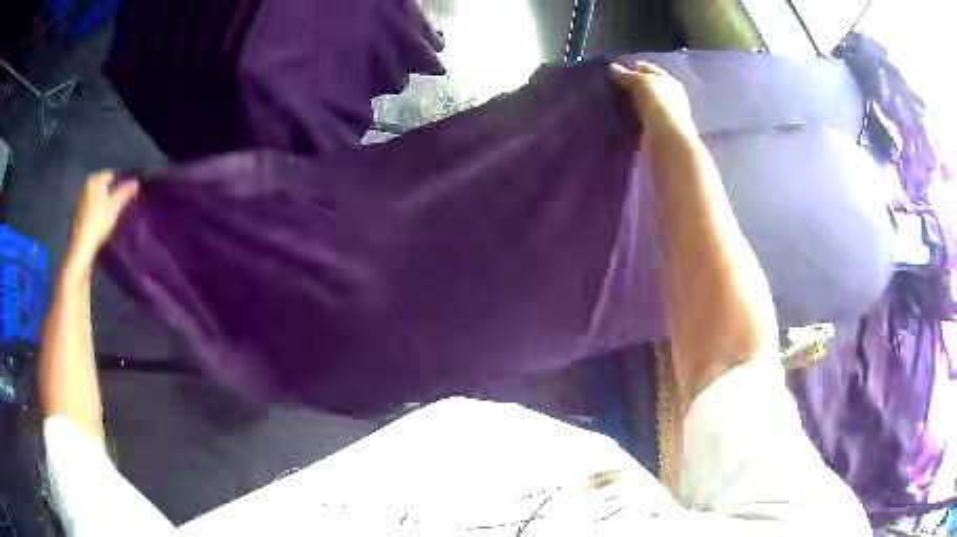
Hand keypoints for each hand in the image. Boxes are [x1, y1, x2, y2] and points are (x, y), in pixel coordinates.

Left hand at [66, 172, 138, 273]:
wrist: (82, 246)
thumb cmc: (99, 221)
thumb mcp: (115, 206)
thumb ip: (126, 192)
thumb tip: (136, 182)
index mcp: (94, 179)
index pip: (112, 175)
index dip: (121, 184)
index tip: (127, 196)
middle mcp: (86, 186)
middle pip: (104, 186)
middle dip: (112, 193)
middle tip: (120, 206)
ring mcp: (81, 200)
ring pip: (98, 197)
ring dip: (105, 203)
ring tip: (113, 214)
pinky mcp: (79, 214)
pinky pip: (92, 207)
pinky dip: (98, 211)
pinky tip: (102, 222)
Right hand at [610, 62, 696, 144]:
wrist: (668, 140)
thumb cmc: (658, 104)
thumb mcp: (640, 82)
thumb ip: (626, 75)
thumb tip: (612, 68)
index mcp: (669, 81)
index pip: (648, 69)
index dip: (631, 68)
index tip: (614, 72)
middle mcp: (669, 96)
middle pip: (646, 87)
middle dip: (629, 86)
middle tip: (610, 87)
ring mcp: (664, 115)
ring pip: (642, 104)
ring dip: (629, 103)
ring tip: (611, 102)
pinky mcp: (657, 131)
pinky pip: (640, 120)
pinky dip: (631, 119)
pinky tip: (619, 118)